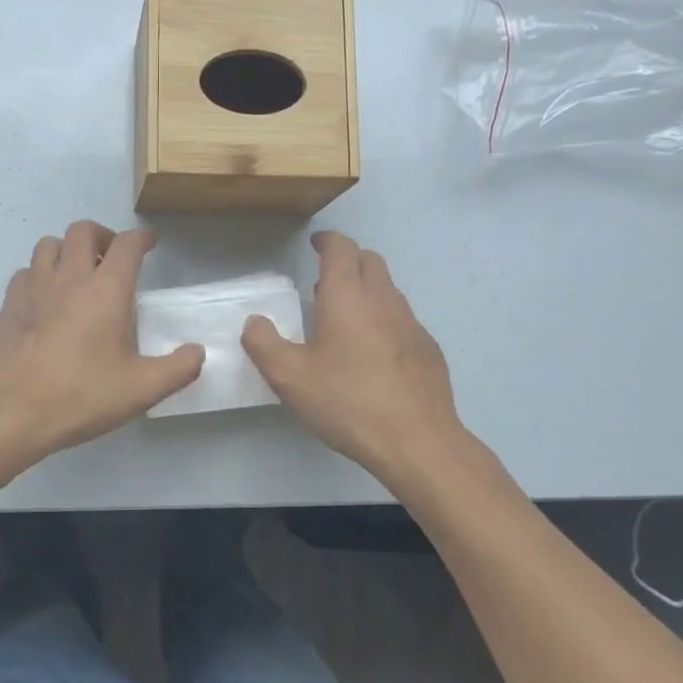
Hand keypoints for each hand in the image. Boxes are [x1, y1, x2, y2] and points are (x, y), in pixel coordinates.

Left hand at [0, 221, 203, 463]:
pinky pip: (26, 271)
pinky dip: (40, 273)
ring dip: (68, 250)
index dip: (142, 238)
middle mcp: (70, 277)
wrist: (15, 412)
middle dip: (103, 236)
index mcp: (106, 290)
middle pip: (84, 231)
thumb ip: (179, 368)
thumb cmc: (82, 396)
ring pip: (49, 244)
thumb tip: (197, 352)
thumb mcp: (143, 389)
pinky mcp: (10, 303)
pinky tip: (47, 296)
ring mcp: (35, 287)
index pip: (127, 244)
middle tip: (113, 259)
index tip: (150, 243)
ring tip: (78, 273)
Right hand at [242, 231, 466, 479]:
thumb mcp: (290, 377)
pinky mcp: (428, 350)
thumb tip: (254, 322)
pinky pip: (402, 319)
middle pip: (370, 261)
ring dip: (366, 290)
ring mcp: (412, 324)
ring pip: (388, 290)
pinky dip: (383, 319)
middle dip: (348, 260)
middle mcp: (383, 300)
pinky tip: (372, 352)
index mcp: (348, 297)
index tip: (315, 243)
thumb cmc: (347, 402)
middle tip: (325, 279)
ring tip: (343, 315)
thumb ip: (264, 344)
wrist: (417, 441)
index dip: (327, 241)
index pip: (341, 249)